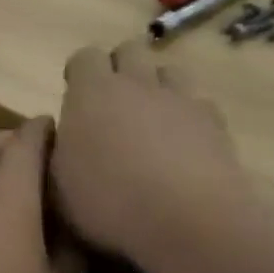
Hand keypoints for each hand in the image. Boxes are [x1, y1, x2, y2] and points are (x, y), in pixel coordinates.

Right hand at [52, 41, 247, 272]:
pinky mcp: (215, 122)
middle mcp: (136, 84)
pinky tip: (184, 144)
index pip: (84, 57)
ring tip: (151, 120)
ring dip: (158, 86)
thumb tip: (63, 135)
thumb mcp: (58, 185)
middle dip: (120, 69)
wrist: (188, 222)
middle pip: (130, 50)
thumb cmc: (109, 203)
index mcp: (92, 92)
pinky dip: (189, 115)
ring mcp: (180, 99)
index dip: (79, 74)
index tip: (76, 98)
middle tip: (113, 105)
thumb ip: (57, 151)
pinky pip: (199, 103)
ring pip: (169, 70)